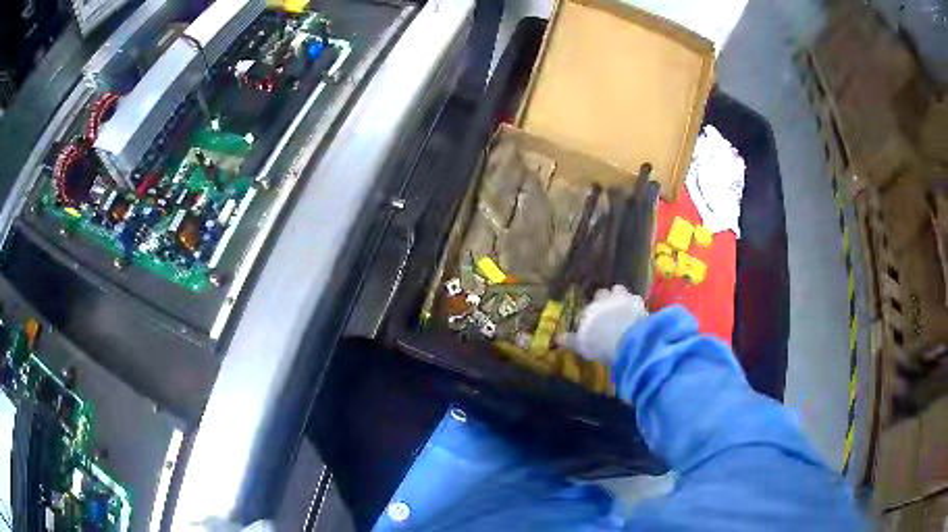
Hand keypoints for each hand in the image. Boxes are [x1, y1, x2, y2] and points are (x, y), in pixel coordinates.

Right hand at [561, 285, 647, 362]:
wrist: (628, 340)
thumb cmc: (601, 343)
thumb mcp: (581, 345)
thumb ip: (570, 340)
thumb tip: (558, 338)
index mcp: (589, 309)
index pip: (586, 308)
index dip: (589, 314)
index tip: (591, 322)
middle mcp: (604, 299)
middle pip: (602, 293)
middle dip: (604, 299)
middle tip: (607, 311)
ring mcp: (622, 298)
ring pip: (619, 290)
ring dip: (619, 296)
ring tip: (622, 307)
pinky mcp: (638, 302)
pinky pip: (635, 299)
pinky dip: (635, 305)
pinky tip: (636, 313)